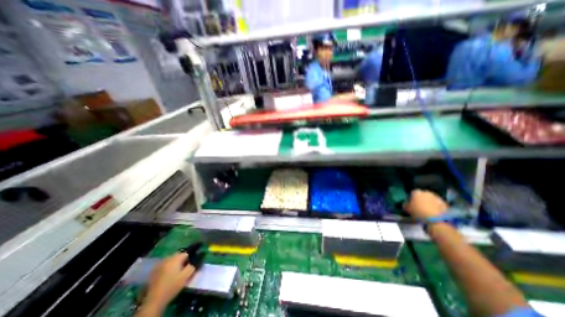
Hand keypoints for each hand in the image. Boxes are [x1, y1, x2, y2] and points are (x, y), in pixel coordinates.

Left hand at [137, 252, 195, 314]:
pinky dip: (169, 267)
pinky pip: (166, 265)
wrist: (154, 300)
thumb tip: (201, 255)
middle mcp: (168, 258)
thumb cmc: (172, 286)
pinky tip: (169, 276)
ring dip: (176, 264)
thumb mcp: (186, 275)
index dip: (191, 259)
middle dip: (183, 261)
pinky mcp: (155, 270)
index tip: (191, 266)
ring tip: (177, 273)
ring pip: (172, 260)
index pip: (187, 253)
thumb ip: (194, 264)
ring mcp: (160, 264)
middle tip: (185, 270)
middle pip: (179, 255)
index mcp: (176, 258)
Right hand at [405, 190, 447, 218]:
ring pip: (431, 199)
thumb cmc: (418, 212)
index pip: (413, 193)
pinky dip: (436, 206)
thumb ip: (405, 204)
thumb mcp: (407, 208)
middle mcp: (426, 192)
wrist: (435, 219)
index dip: (412, 198)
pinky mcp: (444, 203)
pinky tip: (434, 212)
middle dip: (421, 199)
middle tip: (420, 206)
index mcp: (417, 192)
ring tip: (427, 210)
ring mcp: (436, 197)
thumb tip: (406, 204)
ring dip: (429, 202)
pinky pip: (438, 204)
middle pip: (423, 195)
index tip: (411, 203)